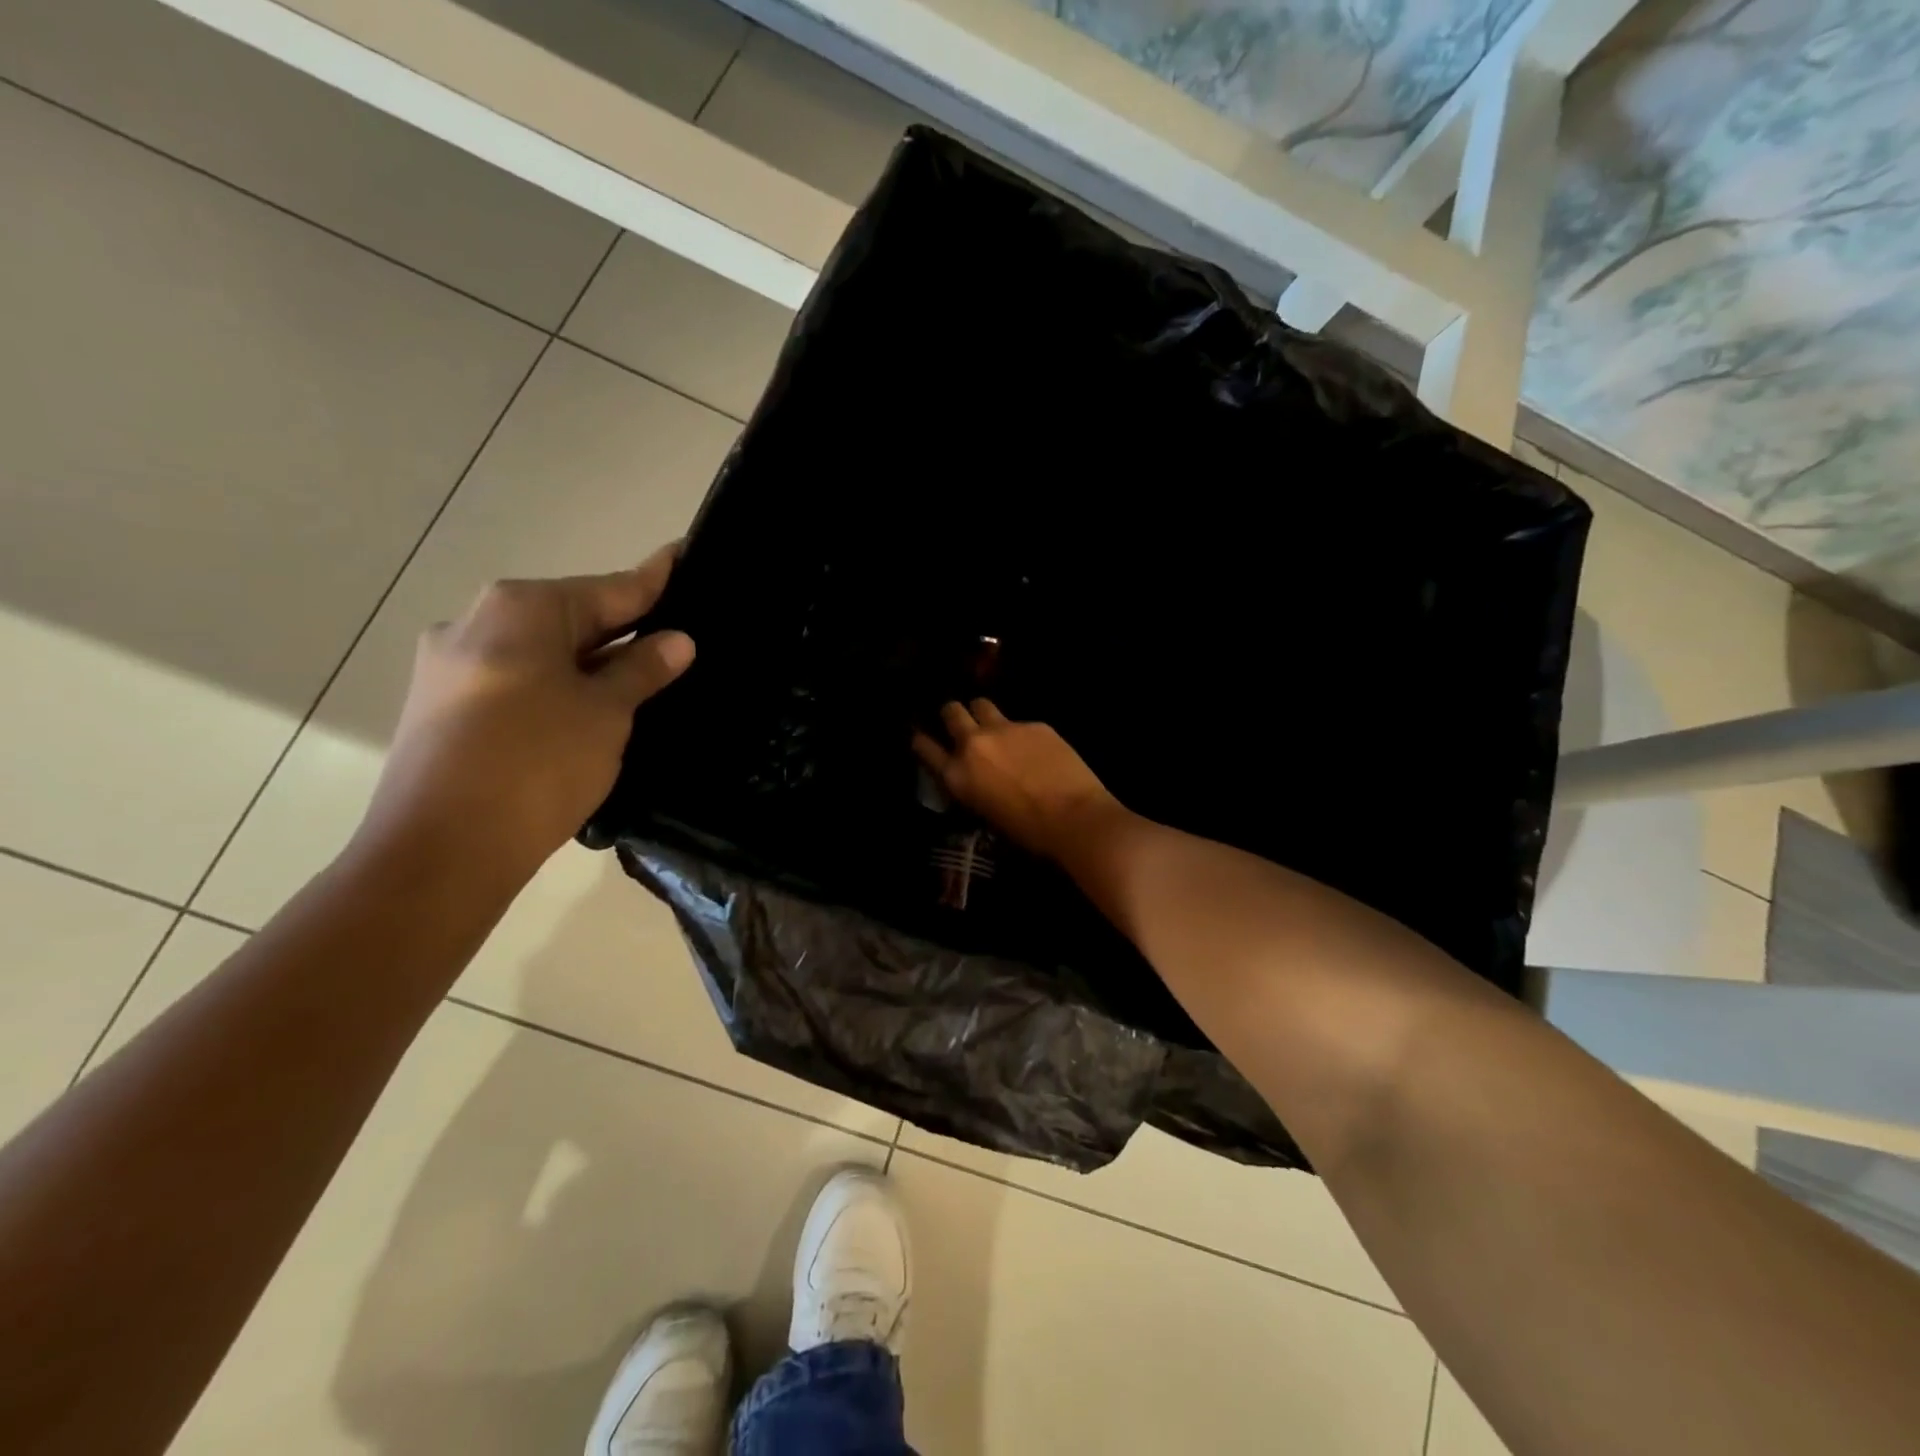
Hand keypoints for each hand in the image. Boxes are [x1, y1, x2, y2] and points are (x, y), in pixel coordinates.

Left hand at [357, 545, 693, 887]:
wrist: (442, 849)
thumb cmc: (539, 764)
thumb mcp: (607, 712)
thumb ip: (642, 669)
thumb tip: (678, 641)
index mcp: (521, 608)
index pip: (610, 588)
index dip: (655, 579)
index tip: (684, 556)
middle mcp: (476, 622)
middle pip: (571, 618)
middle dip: (623, 628)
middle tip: (676, 636)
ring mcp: (450, 666)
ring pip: (542, 652)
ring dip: (590, 663)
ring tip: (641, 678)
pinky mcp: (441, 708)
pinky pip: (516, 682)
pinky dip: (556, 688)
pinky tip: (587, 711)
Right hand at [913, 699, 1125, 861]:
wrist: (1075, 817)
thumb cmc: (1028, 832)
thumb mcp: (985, 813)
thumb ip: (971, 786)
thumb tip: (973, 775)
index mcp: (957, 775)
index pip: (924, 746)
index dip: (922, 740)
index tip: (923, 737)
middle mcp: (974, 744)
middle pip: (951, 711)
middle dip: (952, 715)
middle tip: (961, 725)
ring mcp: (1005, 729)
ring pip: (981, 704)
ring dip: (982, 714)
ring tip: (994, 728)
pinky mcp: (1035, 724)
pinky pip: (1019, 721)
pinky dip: (1020, 732)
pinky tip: (1036, 749)